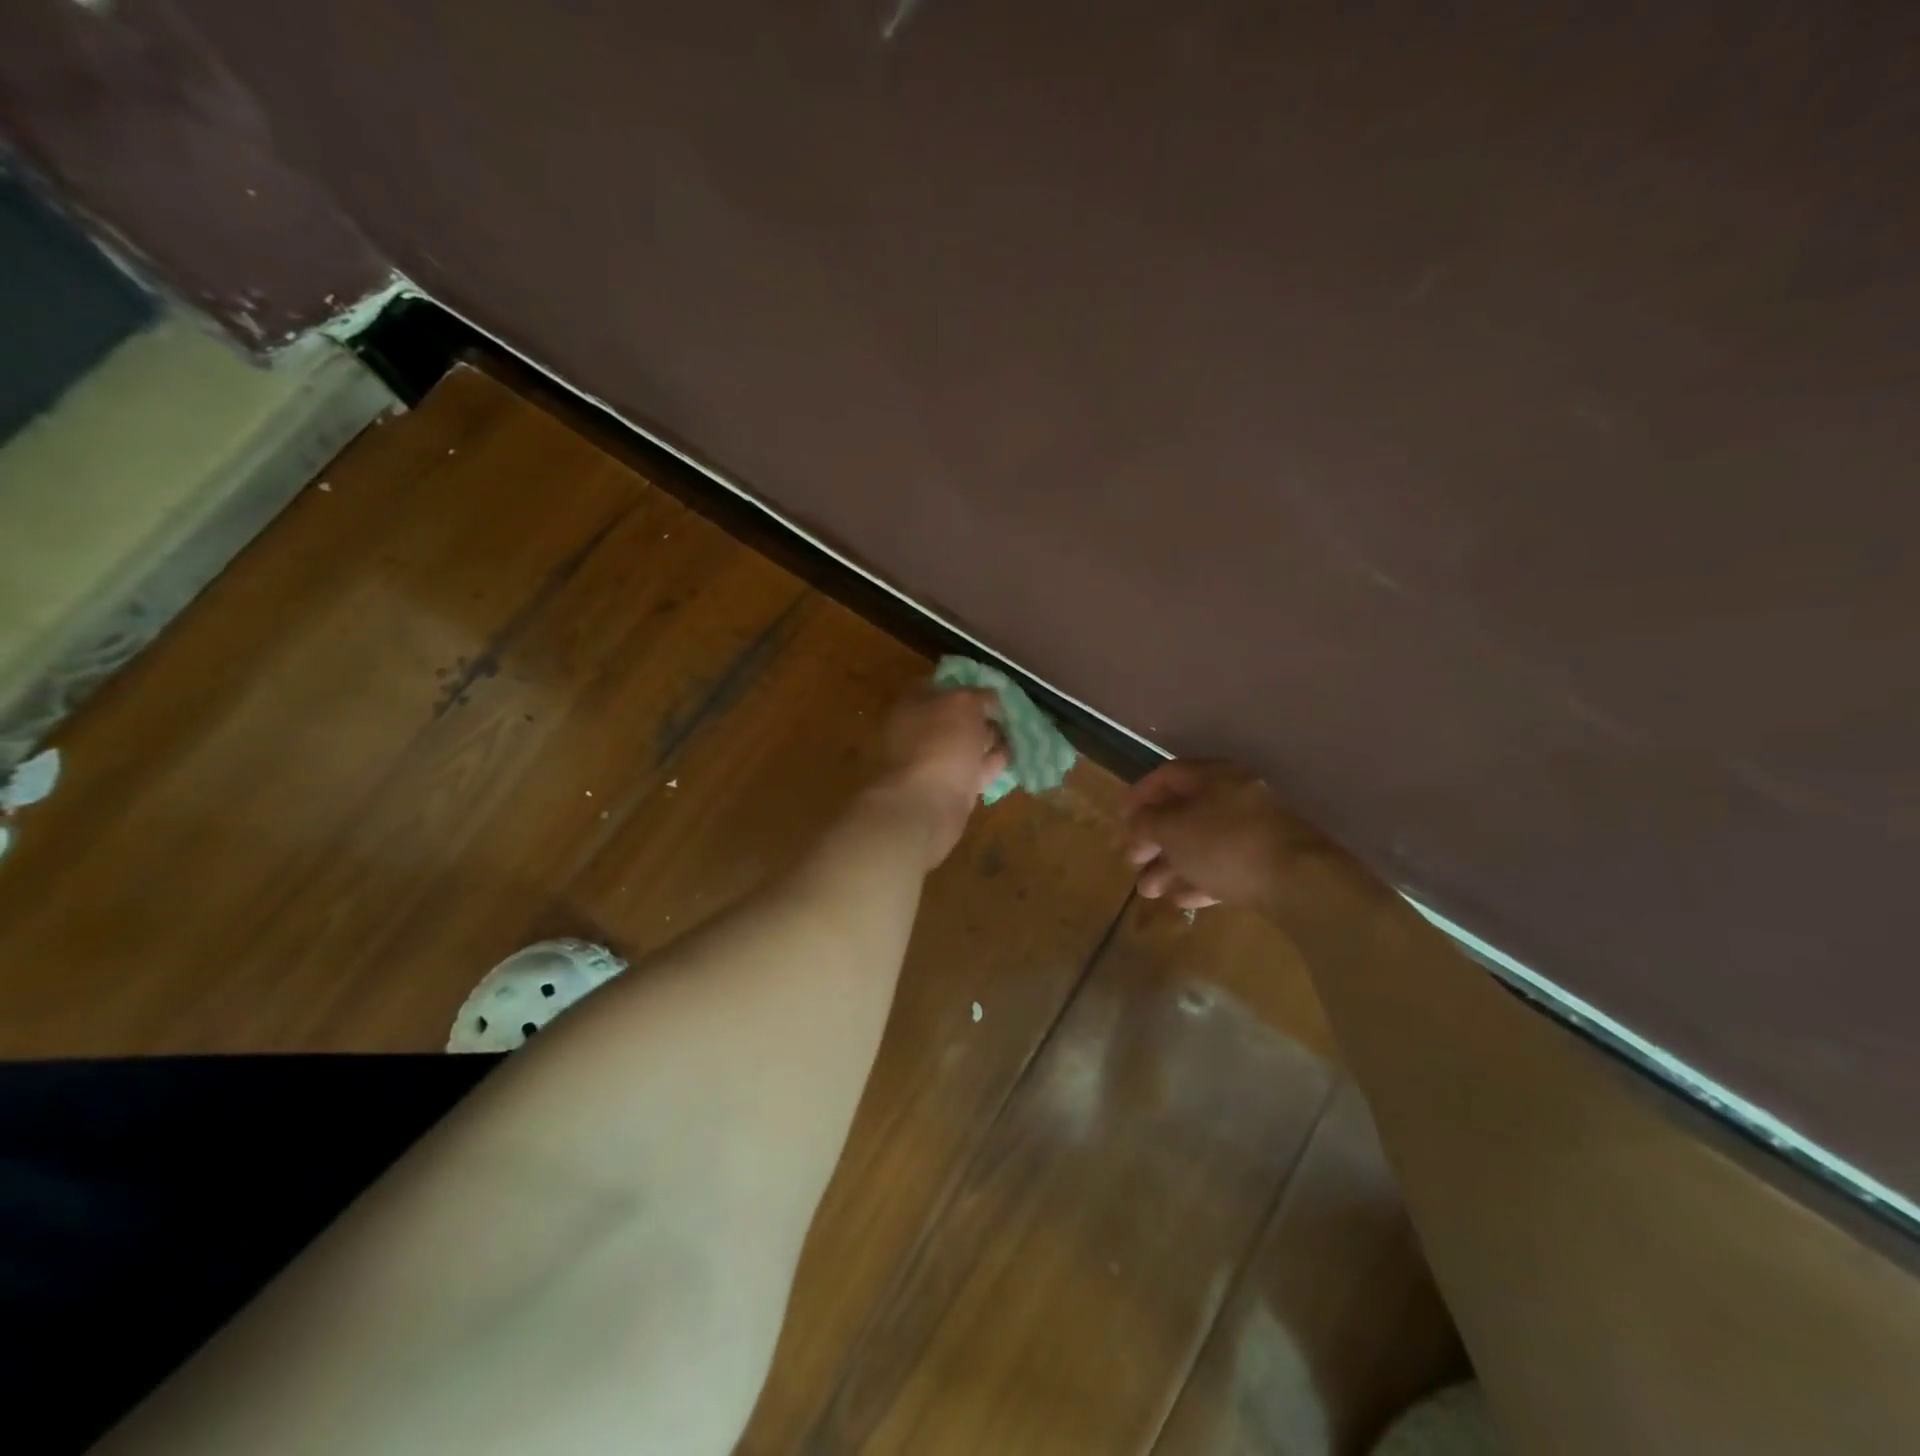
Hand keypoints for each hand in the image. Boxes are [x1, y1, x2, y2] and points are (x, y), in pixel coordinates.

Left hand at [868, 687, 1008, 867]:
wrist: (921, 807)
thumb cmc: (939, 745)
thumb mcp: (964, 705)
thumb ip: (979, 696)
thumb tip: (990, 698)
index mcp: (911, 704)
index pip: (941, 687)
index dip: (968, 686)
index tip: (994, 691)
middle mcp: (916, 731)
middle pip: (953, 718)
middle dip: (981, 716)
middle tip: (1010, 714)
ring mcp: (928, 763)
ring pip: (963, 746)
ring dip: (987, 741)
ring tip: (1017, 735)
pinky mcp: (944, 791)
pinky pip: (970, 772)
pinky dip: (989, 765)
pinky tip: (1009, 759)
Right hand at [1122, 760, 1346, 912]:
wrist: (1299, 881)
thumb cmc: (1224, 843)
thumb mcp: (1172, 829)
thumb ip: (1147, 821)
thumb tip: (1137, 819)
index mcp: (1213, 777)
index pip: (1167, 775)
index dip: (1139, 795)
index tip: (1120, 818)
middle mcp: (1234, 796)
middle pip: (1184, 812)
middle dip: (1153, 839)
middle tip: (1132, 860)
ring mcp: (1254, 830)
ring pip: (1202, 843)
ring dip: (1171, 865)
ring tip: (1148, 891)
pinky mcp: (1267, 862)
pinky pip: (1224, 864)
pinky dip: (1199, 878)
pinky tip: (1180, 899)